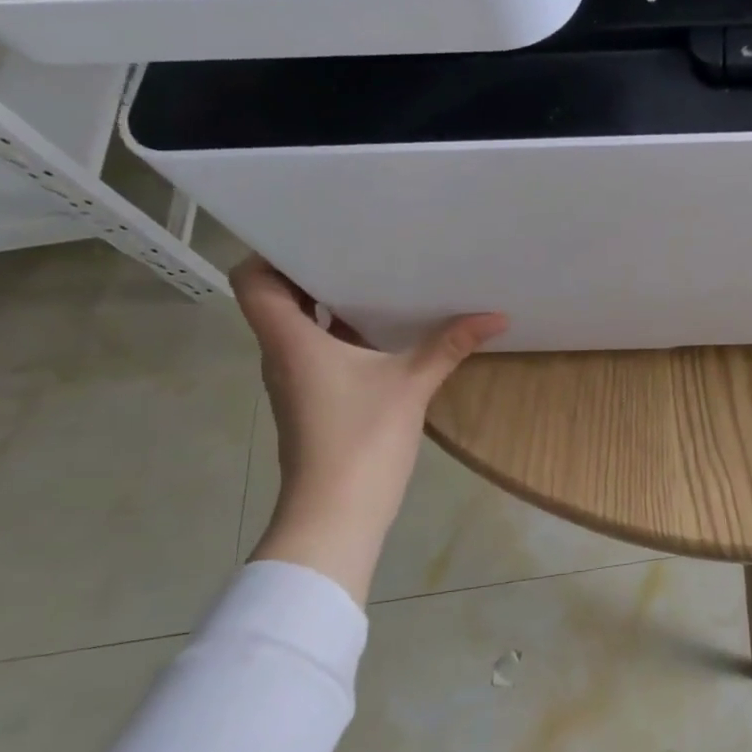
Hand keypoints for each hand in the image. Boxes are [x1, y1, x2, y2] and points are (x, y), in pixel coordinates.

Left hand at [232, 257, 506, 600]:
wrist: (336, 515)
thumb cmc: (360, 440)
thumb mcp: (412, 385)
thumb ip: (450, 345)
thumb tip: (497, 316)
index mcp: (291, 341)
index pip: (254, 282)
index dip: (273, 254)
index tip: (315, 237)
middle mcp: (284, 356)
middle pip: (281, 301)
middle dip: (316, 273)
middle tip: (361, 248)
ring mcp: (297, 382)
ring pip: (303, 328)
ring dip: (332, 305)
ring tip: (378, 280)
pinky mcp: (314, 402)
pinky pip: (321, 353)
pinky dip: (345, 336)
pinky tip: (386, 333)